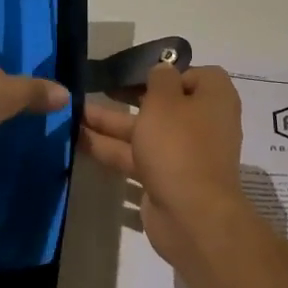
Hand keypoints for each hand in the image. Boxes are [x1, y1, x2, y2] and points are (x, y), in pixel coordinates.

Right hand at [81, 64, 254, 269]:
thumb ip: (159, 79)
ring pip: (144, 133)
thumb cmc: (179, 145)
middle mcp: (203, 124)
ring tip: (73, 115)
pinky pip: (137, 159)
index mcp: (214, 99)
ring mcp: (184, 155)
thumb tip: (162, 71)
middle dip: (127, 98)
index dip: (166, 73)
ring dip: (110, 124)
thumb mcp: (165, 100)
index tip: (137, 74)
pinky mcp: (166, 180)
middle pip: (163, 104)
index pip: (194, 75)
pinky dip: (111, 150)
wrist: (191, 215)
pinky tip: (79, 144)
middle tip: (94, 88)